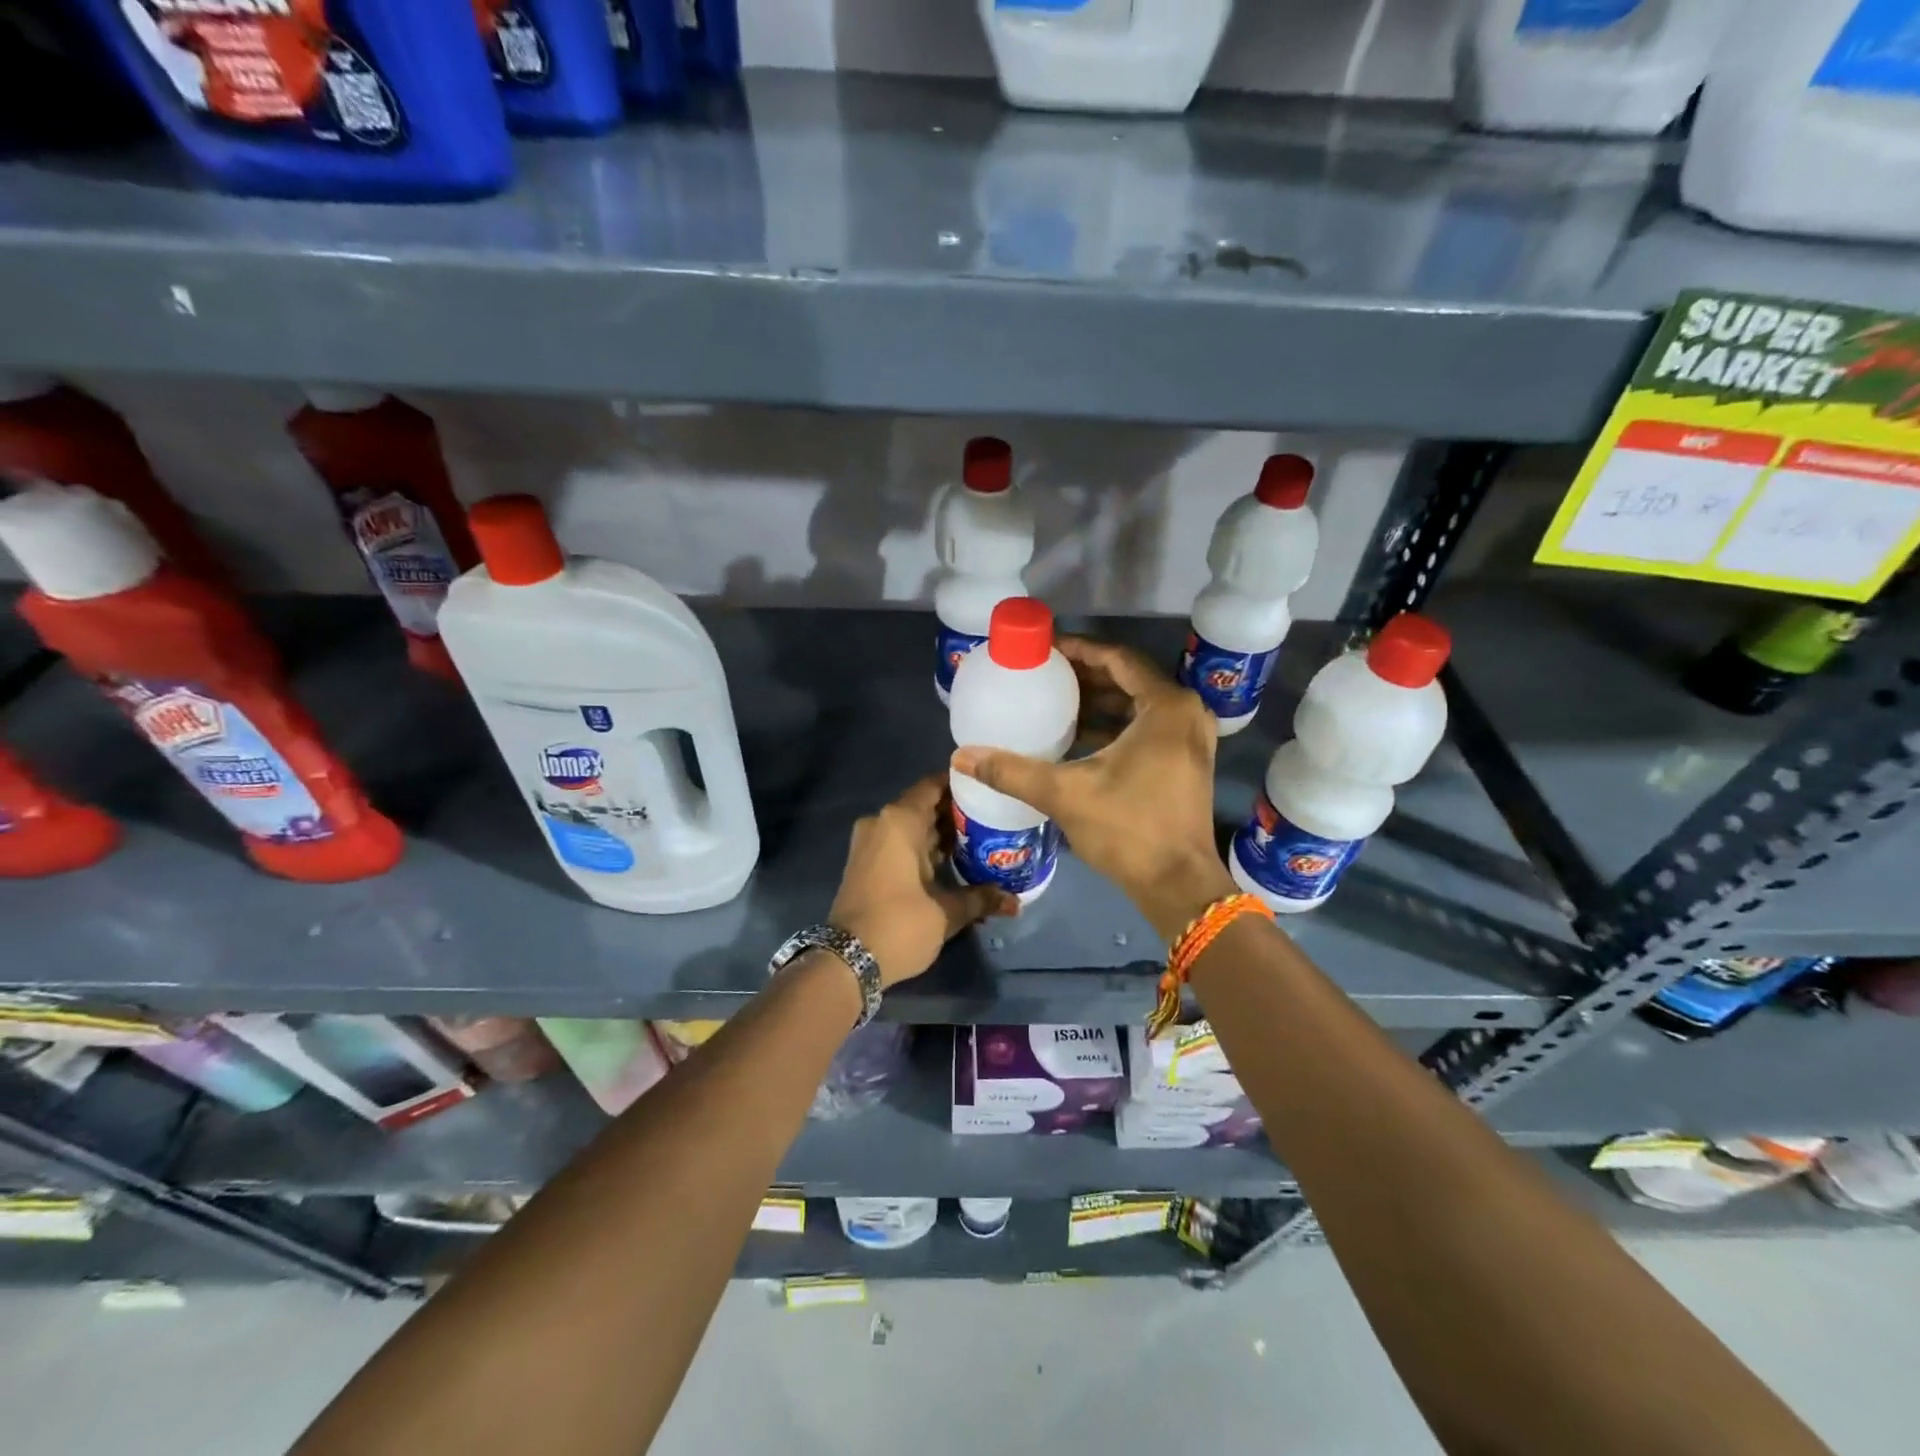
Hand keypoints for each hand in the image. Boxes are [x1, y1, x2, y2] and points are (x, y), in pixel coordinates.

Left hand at [828, 773, 1018, 986]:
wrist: (847, 961)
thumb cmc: (899, 924)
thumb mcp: (946, 912)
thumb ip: (981, 899)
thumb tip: (1016, 902)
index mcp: (900, 820)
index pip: (934, 785)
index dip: (961, 785)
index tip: (989, 790)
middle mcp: (882, 823)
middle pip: (925, 806)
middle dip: (957, 814)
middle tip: (994, 820)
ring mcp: (870, 843)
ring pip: (913, 828)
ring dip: (941, 835)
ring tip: (981, 842)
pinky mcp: (866, 864)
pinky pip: (900, 844)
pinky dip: (924, 849)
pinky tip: (954, 863)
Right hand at [950, 638, 1235, 941]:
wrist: (1178, 885)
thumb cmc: (1128, 829)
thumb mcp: (1065, 794)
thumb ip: (1012, 771)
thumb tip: (961, 757)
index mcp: (1166, 707)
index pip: (1117, 659)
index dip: (1079, 650)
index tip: (1045, 648)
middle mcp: (1186, 714)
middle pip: (1129, 679)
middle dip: (1085, 675)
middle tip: (1044, 673)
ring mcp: (1190, 740)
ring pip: (1138, 705)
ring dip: (1099, 701)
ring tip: (1055, 700)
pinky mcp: (1186, 763)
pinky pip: (1146, 727)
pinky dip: (1114, 725)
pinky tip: (1077, 734)